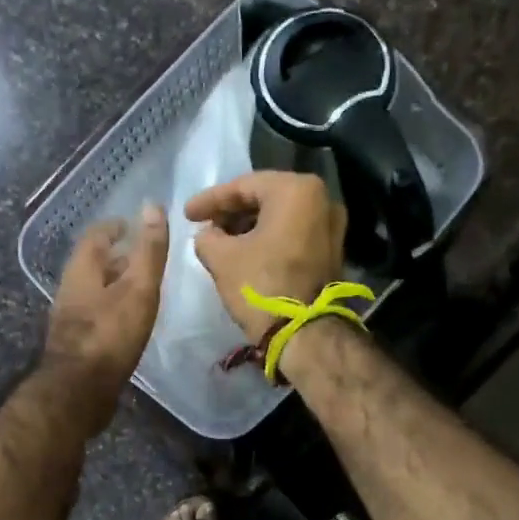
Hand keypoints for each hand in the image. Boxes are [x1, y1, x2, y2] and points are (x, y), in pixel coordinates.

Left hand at [42, 204, 168, 430]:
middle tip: (143, 256)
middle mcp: (70, 289)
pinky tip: (129, 322)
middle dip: (117, 257)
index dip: (115, 227)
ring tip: (141, 289)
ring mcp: (70, 319)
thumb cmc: (110, 335)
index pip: (96, 236)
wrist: (79, 392)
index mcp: (81, 270)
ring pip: (94, 291)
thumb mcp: (137, 289)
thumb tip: (153, 206)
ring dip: (115, 285)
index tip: (133, 225)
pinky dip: (113, 310)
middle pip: (93, 264)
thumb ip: (148, 251)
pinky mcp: (76, 344)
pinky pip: (96, 316)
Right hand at [183, 172, 345, 343]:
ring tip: (220, 240)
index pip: (243, 186)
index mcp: (296, 190)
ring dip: (249, 226)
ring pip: (281, 216)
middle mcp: (322, 199)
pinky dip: (269, 238)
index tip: (186, 214)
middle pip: (265, 198)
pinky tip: (245, 251)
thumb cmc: (262, 286)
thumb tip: (208, 235)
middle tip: (204, 225)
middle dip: (232, 212)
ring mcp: (332, 226)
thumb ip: (207, 237)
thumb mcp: (221, 258)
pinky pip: (293, 233)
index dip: (210, 200)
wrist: (304, 333)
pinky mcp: (332, 251)